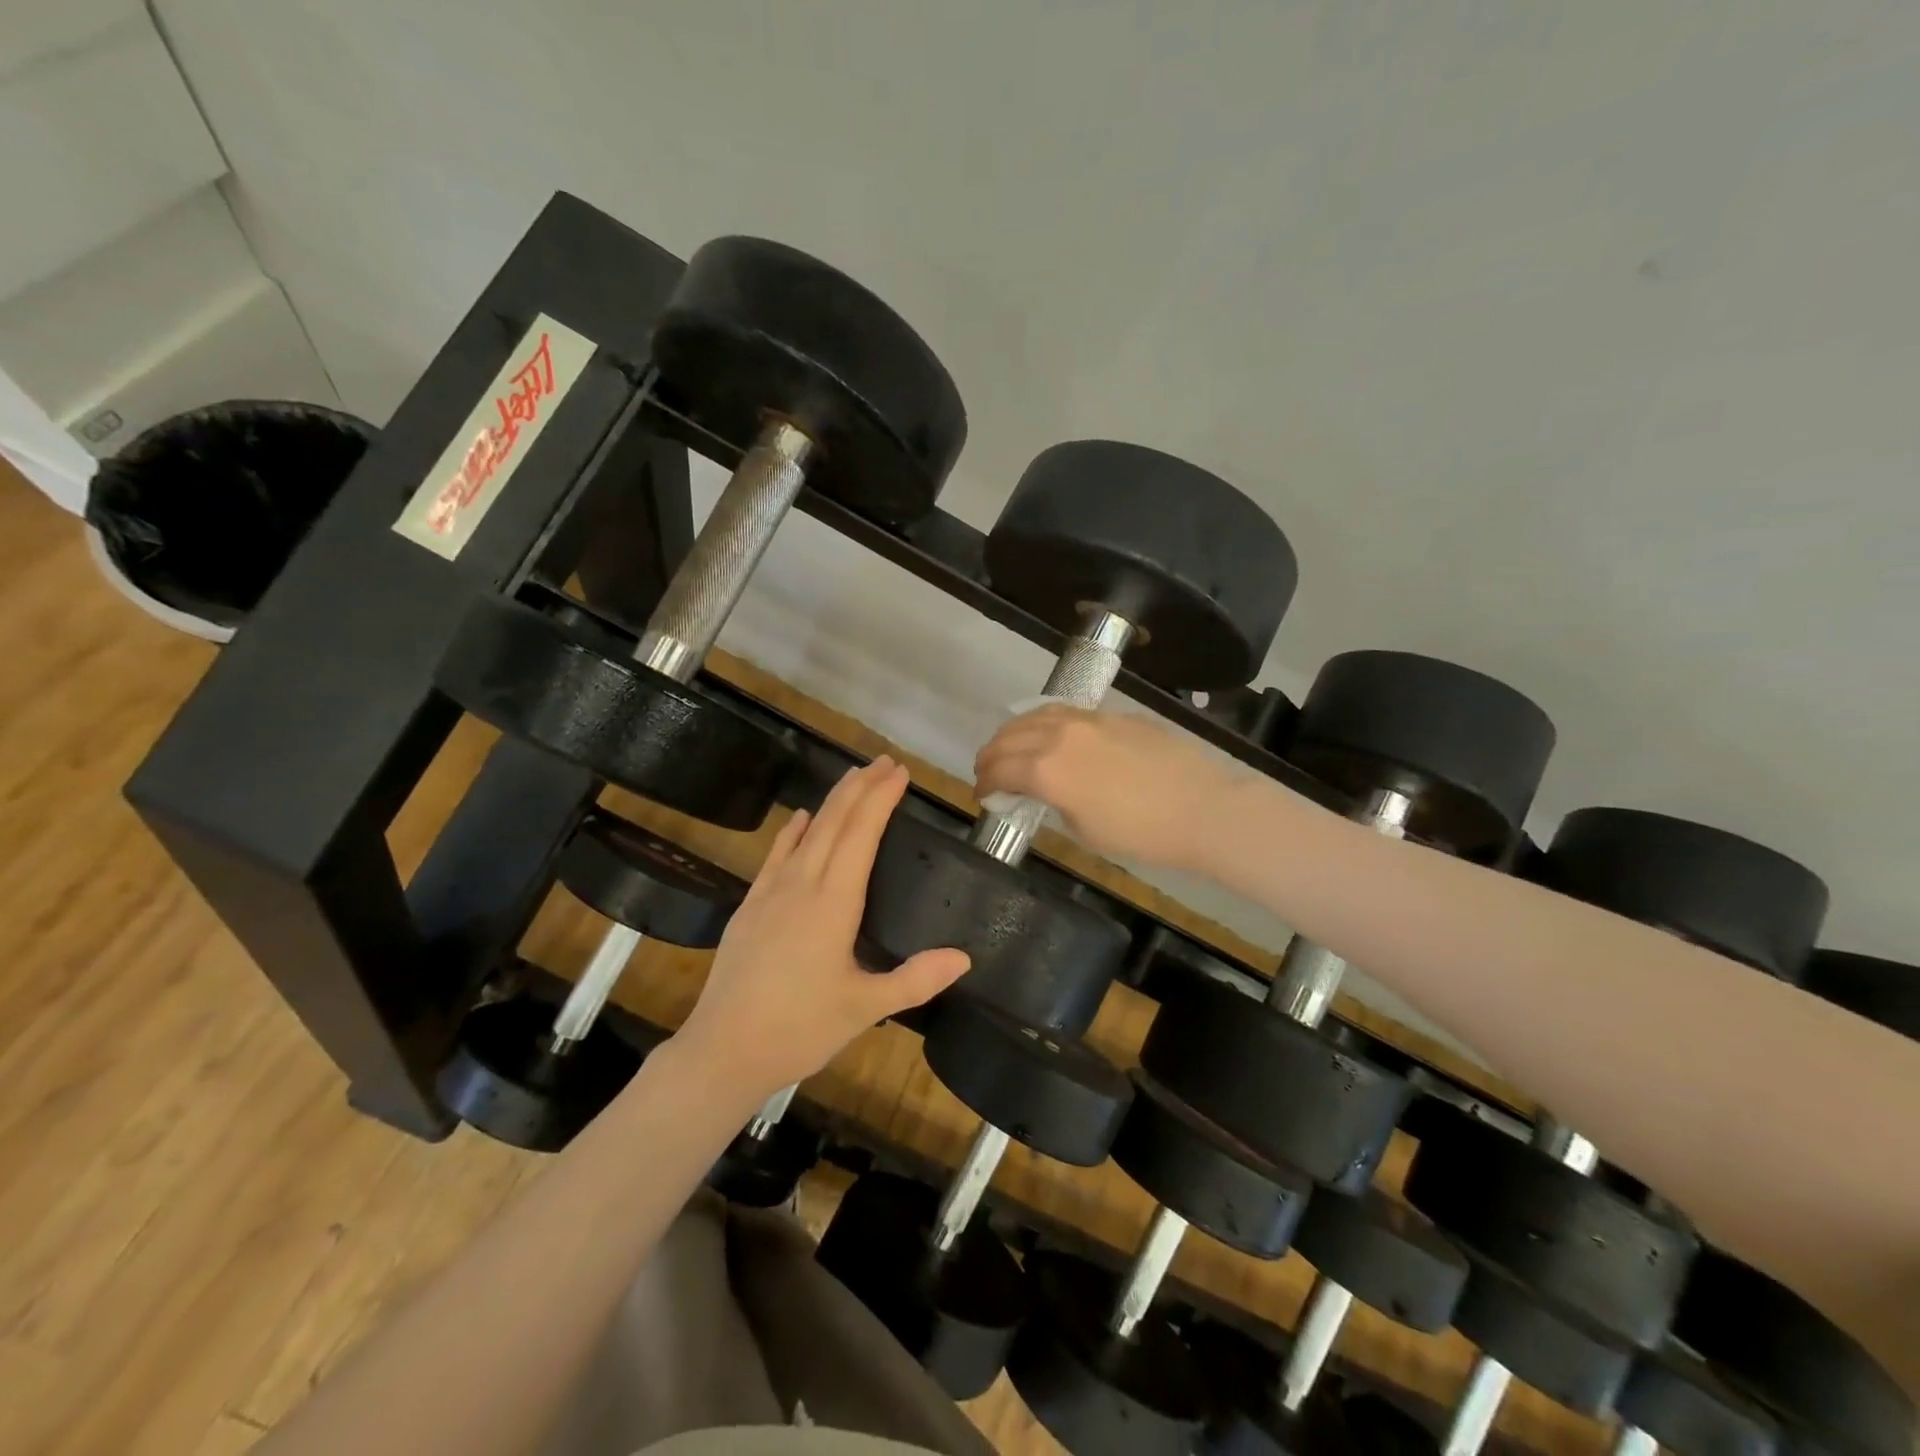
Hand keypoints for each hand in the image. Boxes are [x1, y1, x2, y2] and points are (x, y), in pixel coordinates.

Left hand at [676, 758, 969, 1100]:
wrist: (723, 1049)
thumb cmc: (799, 1028)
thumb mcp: (866, 1008)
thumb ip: (916, 979)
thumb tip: (964, 957)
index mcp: (833, 902)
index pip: (861, 834)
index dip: (881, 799)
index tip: (899, 773)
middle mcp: (802, 884)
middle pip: (834, 822)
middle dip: (860, 787)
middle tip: (884, 762)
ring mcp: (770, 892)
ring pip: (806, 832)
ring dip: (831, 801)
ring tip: (853, 778)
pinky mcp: (750, 906)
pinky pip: (776, 855)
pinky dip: (793, 830)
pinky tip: (800, 818)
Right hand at [974, 705, 1238, 868]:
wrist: (1201, 807)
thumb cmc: (1140, 833)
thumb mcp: (1084, 829)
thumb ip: (1053, 803)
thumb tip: (1044, 792)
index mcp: (1046, 770)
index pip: (999, 770)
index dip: (983, 783)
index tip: (980, 795)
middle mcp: (1058, 736)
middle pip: (1009, 737)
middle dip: (991, 755)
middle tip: (986, 770)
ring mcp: (1087, 720)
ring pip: (1035, 715)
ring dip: (1013, 732)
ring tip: (1009, 746)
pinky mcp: (1111, 715)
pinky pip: (1064, 712)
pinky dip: (1044, 721)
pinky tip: (1048, 732)